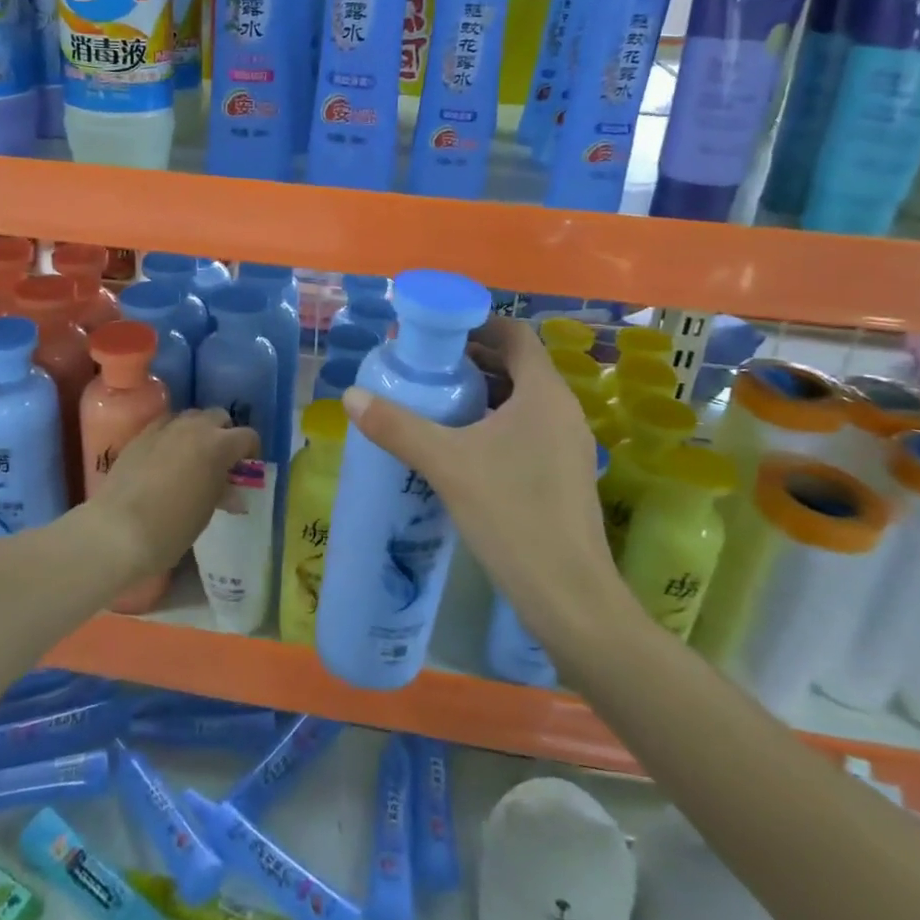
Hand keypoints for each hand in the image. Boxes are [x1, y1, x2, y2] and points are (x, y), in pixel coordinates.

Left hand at [94, 409, 258, 578]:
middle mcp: (194, 427)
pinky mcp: (140, 435)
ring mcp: (164, 428)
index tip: (245, 468)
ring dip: (198, 431)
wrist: (118, 530)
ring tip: (192, 457)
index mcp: (219, 445)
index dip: (250, 451)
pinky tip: (166, 458)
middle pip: (218, 416)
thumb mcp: (207, 511)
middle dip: (224, 434)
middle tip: (220, 461)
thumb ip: (222, 491)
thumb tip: (232, 491)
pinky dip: (172, 435)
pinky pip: (164, 425)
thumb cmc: (173, 527)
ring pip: (191, 416)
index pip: (247, 436)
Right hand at [343, 318, 628, 649]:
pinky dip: (494, 424)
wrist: (568, 596)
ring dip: (481, 393)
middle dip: (471, 359)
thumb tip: (351, 396)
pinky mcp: (563, 475)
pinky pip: (526, 430)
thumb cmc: (512, 514)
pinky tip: (460, 448)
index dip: (477, 323)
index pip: (515, 334)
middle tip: (424, 367)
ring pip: (521, 401)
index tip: (436, 331)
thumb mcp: (446, 464)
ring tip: (435, 403)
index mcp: (544, 393)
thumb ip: (397, 426)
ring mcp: (567, 445)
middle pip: (516, 365)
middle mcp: (562, 410)